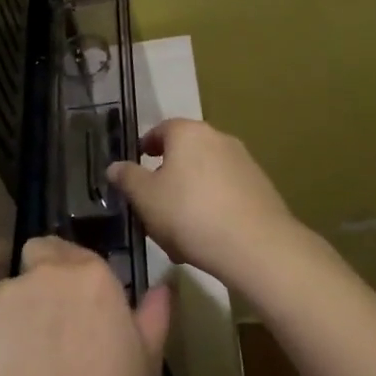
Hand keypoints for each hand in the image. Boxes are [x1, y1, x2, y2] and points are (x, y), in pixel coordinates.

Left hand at [0, 237, 170, 375]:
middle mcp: (44, 274)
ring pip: (5, 296)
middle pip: (34, 260)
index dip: (68, 273)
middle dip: (38, 282)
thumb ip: (153, 316)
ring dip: (13, 316)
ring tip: (21, 365)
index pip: (68, 250)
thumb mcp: (146, 362)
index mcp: (90, 276)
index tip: (73, 305)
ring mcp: (2, 296)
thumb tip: (162, 288)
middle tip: (46, 329)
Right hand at [107, 118, 306, 297]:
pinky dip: (212, 205)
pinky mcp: (261, 187)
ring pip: (205, 174)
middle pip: (185, 151)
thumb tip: (114, 166)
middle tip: (153, 200)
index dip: (146, 146)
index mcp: (188, 133)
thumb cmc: (189, 214)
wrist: (256, 245)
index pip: (161, 130)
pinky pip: (226, 191)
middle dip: (168, 173)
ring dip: (190, 192)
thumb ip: (127, 178)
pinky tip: (205, 235)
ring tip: (177, 227)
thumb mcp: (145, 198)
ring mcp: (244, 162)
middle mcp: (218, 138)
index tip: (137, 164)